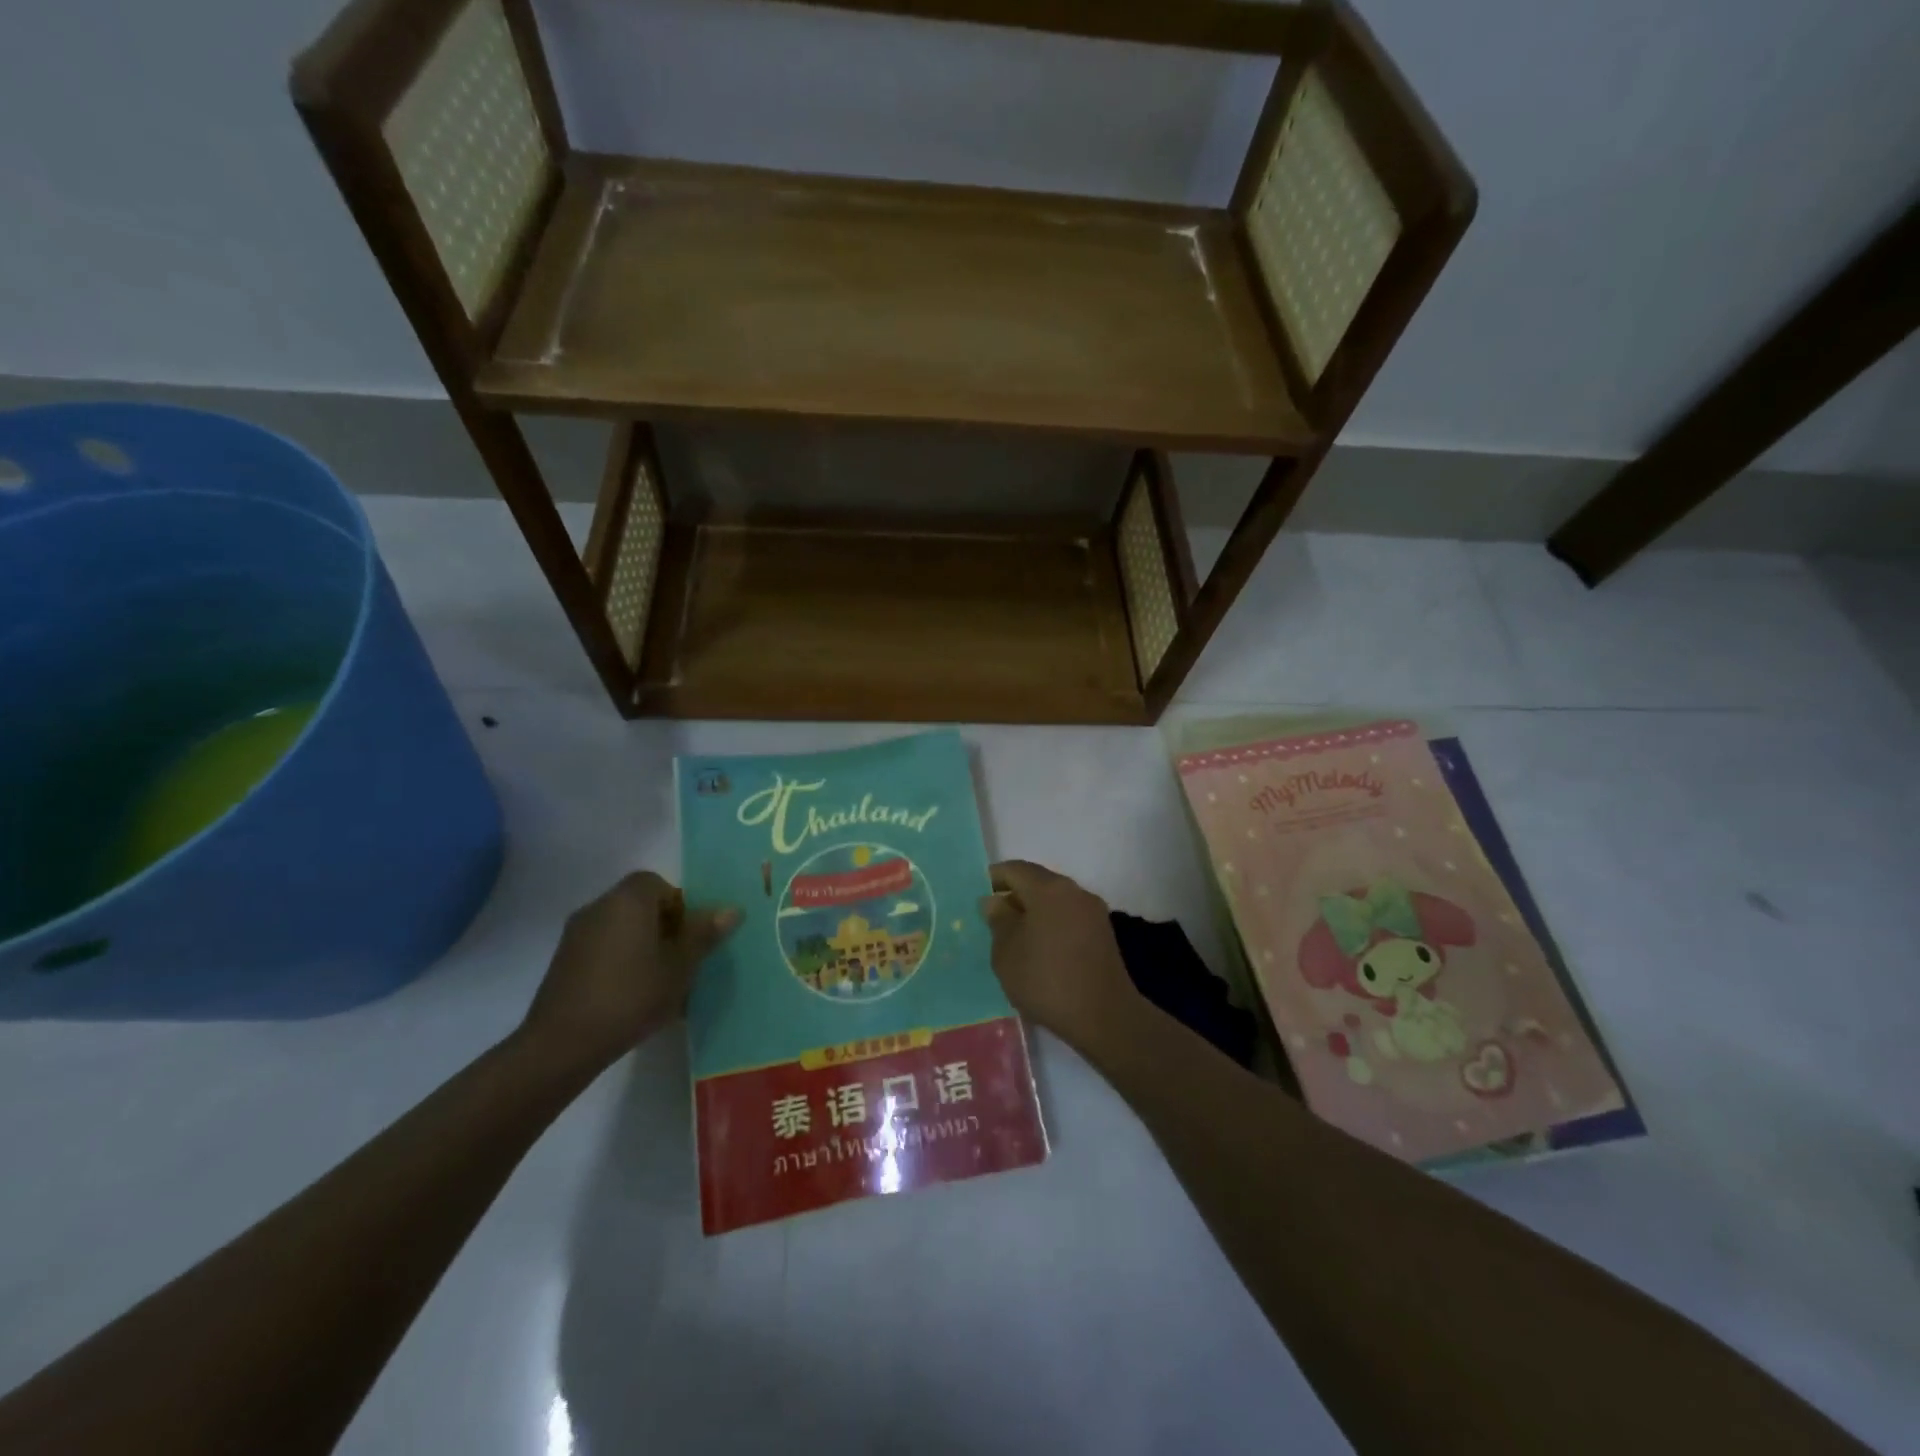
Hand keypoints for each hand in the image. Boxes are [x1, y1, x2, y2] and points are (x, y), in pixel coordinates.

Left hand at [520, 871, 738, 1074]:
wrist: (562, 1044)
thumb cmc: (631, 996)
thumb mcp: (680, 967)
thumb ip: (704, 934)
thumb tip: (731, 909)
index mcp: (628, 900)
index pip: (659, 884)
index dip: (680, 907)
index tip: (689, 938)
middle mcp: (599, 907)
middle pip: (639, 906)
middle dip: (664, 928)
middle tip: (680, 962)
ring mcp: (576, 935)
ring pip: (621, 929)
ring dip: (641, 947)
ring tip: (658, 984)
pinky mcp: (563, 963)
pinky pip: (603, 950)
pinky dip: (619, 963)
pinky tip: (630, 997)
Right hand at [978, 860, 1139, 1056]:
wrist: (1104, 1016)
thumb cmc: (1046, 979)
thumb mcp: (1007, 953)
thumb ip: (998, 921)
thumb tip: (995, 901)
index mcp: (1049, 888)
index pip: (1015, 869)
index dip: (994, 878)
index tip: (978, 896)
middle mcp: (1074, 891)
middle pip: (1038, 882)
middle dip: (1014, 896)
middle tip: (993, 920)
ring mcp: (1093, 911)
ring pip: (1055, 901)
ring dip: (1034, 912)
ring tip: (1015, 938)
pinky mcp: (1103, 933)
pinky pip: (1069, 918)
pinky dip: (1052, 925)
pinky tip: (1041, 950)